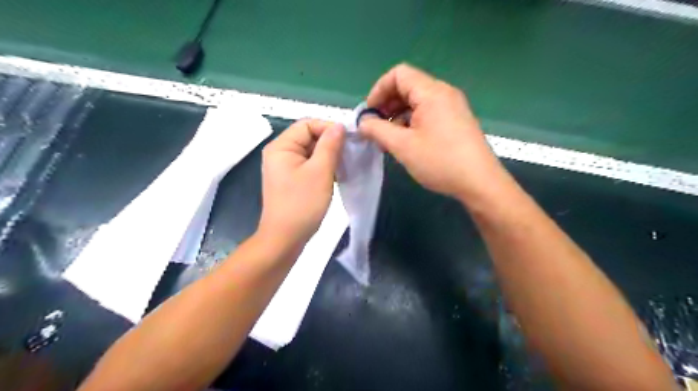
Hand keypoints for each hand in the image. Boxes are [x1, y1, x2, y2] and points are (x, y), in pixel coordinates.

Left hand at [257, 118, 344, 248]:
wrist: (285, 238)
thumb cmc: (302, 204)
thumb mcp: (320, 171)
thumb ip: (330, 145)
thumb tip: (339, 126)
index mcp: (282, 146)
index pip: (308, 124)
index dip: (329, 128)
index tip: (349, 140)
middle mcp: (280, 153)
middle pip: (309, 137)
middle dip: (330, 143)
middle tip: (350, 154)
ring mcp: (285, 167)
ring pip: (311, 152)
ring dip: (329, 156)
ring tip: (345, 165)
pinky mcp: (291, 180)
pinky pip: (309, 165)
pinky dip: (323, 167)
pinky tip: (336, 175)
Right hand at [360, 64, 507, 200]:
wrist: (480, 183)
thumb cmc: (440, 161)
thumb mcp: (402, 146)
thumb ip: (377, 130)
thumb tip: (362, 122)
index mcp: (431, 93)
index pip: (398, 74)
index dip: (379, 90)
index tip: (369, 114)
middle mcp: (444, 93)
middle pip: (408, 87)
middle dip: (387, 105)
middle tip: (376, 129)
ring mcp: (452, 107)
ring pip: (417, 102)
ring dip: (398, 117)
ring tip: (389, 140)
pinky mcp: (456, 121)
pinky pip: (428, 114)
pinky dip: (412, 123)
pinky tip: (406, 143)